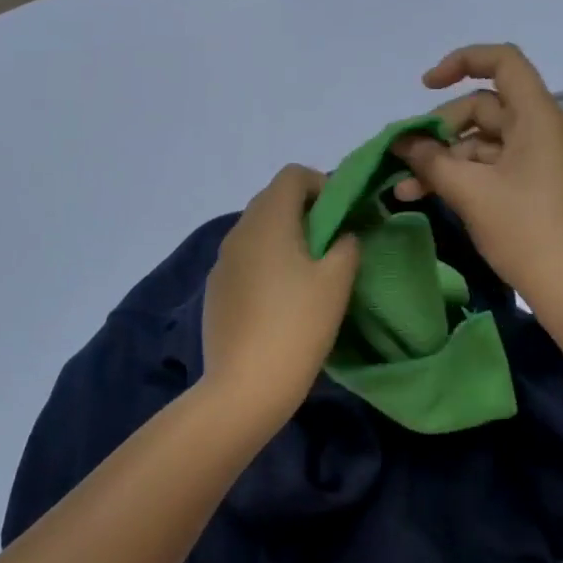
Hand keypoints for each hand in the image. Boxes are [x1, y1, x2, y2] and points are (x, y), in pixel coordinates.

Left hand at [200, 165, 360, 429]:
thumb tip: (342, 236)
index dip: (321, 184)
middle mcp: (239, 231)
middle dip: (305, 211)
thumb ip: (347, 245)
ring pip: (258, 230)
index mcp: (268, 220)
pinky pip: (245, 258)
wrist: (244, 387)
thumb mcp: (337, 282)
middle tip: (333, 242)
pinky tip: (281, 298)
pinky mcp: (215, 289)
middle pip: (273, 199)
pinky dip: (266, 261)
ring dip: (285, 237)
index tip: (342, 214)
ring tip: (310, 272)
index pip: (292, 175)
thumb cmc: (297, 326)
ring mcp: (222, 261)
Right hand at [392, 44, 562, 315]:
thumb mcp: (470, 192)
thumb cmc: (526, 231)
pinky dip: (463, 177)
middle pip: (484, 107)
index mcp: (538, 117)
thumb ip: (431, 160)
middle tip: (407, 157)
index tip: (426, 86)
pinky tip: (427, 196)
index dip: (462, 62)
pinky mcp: (536, 186)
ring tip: (406, 188)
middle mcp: (542, 130)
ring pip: (483, 142)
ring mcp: (541, 160)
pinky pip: (493, 167)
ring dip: (445, 160)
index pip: (503, 61)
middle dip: (440, 129)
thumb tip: (403, 143)